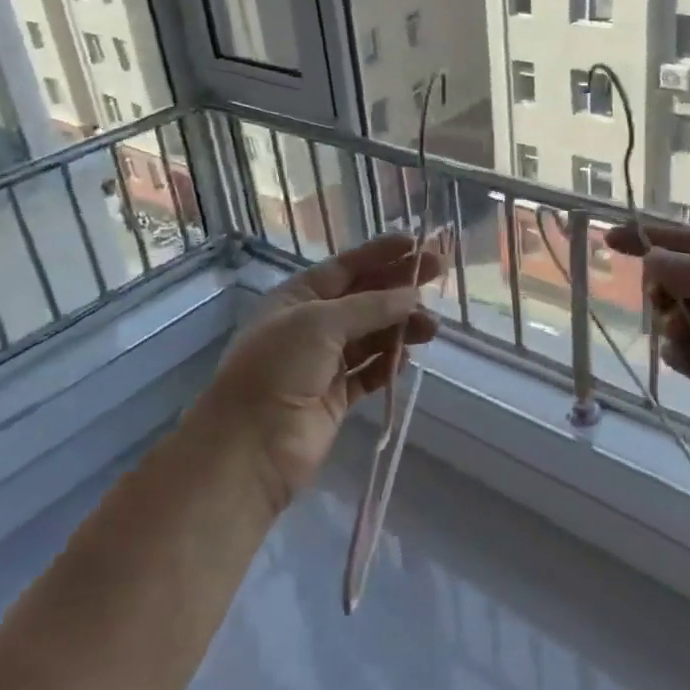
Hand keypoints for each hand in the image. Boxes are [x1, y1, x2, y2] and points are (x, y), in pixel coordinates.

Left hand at [198, 233, 441, 509]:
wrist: (251, 445)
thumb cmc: (278, 368)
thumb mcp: (321, 322)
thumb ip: (371, 306)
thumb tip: (412, 295)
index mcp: (297, 298)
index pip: (345, 267)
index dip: (381, 254)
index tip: (418, 244)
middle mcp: (311, 326)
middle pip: (363, 299)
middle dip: (398, 287)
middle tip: (438, 275)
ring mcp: (323, 363)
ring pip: (371, 336)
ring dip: (400, 327)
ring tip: (430, 327)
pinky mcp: (335, 397)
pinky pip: (369, 373)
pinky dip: (387, 364)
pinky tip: (405, 358)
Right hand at [606, 224, 689, 483]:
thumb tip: (651, 257)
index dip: (651, 238)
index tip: (609, 238)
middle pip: (679, 279)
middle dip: (663, 286)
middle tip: (662, 301)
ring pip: (676, 317)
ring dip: (670, 321)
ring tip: (684, 335)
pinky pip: (683, 353)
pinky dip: (677, 352)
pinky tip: (688, 359)